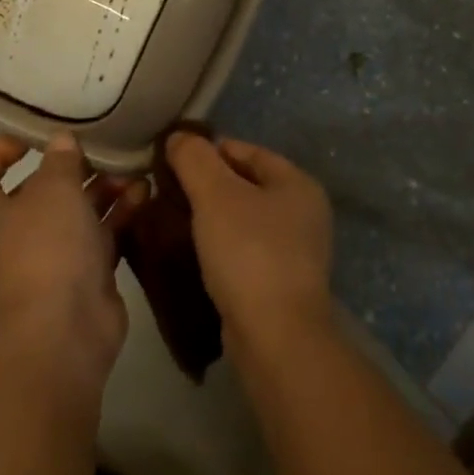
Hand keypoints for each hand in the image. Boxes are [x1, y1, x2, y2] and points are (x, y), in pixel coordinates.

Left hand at [0, 133, 146, 387]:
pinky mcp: (87, 276)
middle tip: (104, 147)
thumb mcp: (53, 191)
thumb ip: (60, 161)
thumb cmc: (45, 250)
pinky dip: (121, 215)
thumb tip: (61, 141)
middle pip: (41, 191)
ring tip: (133, 169)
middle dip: (73, 168)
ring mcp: (54, 257)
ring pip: (78, 212)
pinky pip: (104, 236)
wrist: (62, 335)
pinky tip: (145, 193)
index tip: (32, 135)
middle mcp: (19, 234)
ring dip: (104, 188)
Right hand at [166, 132, 333, 350]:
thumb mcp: (215, 195)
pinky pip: (246, 250)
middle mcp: (304, 212)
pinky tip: (195, 253)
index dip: (208, 151)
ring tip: (175, 220)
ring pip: (245, 219)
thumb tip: (179, 136)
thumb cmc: (249, 253)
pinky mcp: (282, 283)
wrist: (276, 338)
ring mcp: (297, 250)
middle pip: (247, 184)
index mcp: (298, 182)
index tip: (172, 160)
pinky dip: (222, 246)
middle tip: (169, 191)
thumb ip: (195, 159)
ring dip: (213, 217)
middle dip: (209, 184)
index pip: (246, 150)